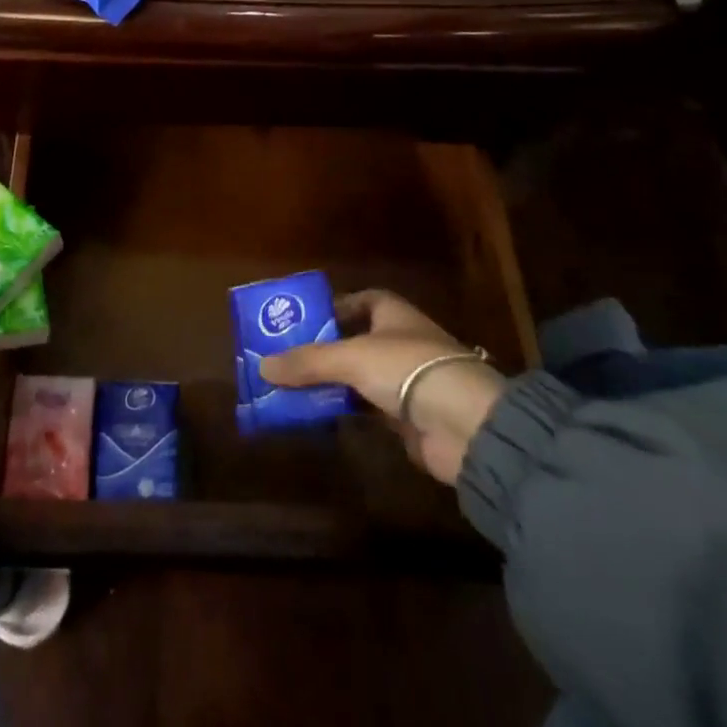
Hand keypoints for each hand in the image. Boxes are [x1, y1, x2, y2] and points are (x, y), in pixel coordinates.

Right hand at [259, 290, 505, 484]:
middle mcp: (398, 341)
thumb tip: (262, 367)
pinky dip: (342, 409)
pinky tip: (314, 414)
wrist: (465, 425)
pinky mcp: (404, 416)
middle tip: (282, 357)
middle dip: (320, 349)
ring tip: (288, 387)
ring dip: (328, 382)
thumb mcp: (350, 358)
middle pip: (351, 340)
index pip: (357, 301)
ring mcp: (403, 379)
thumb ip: (307, 362)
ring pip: (356, 376)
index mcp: (391, 313)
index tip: (298, 320)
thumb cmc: (407, 369)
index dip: (329, 308)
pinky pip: (364, 407)